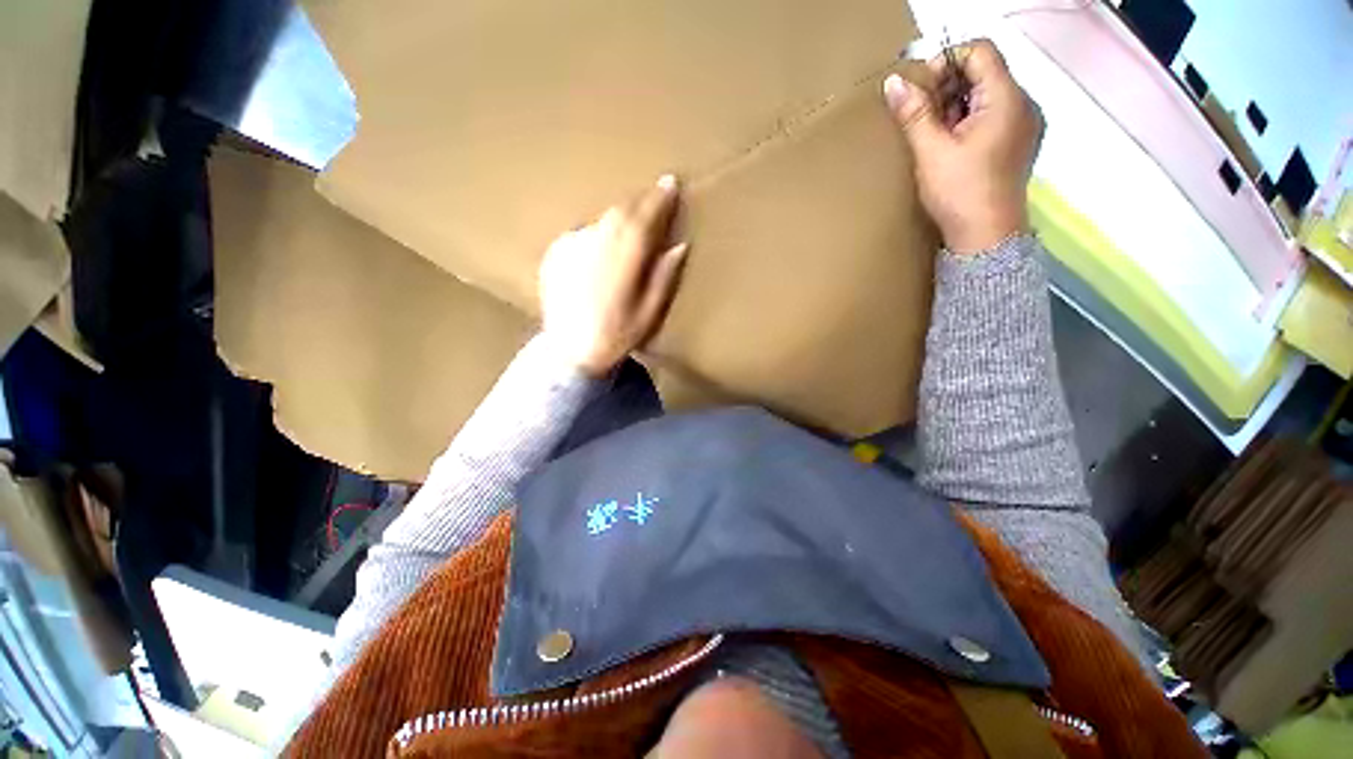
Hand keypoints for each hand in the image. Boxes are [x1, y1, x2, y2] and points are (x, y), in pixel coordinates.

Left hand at [538, 175, 688, 376]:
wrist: (569, 351)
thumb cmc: (616, 335)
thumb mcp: (649, 312)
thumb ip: (664, 276)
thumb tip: (679, 245)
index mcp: (623, 258)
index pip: (645, 217)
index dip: (660, 199)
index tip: (671, 183)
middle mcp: (597, 243)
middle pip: (622, 210)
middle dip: (641, 202)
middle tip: (655, 197)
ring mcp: (572, 245)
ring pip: (603, 219)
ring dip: (620, 216)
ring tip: (631, 220)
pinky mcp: (556, 252)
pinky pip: (584, 231)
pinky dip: (598, 232)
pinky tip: (603, 245)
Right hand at [882, 39, 1041, 253]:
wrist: (986, 237)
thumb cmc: (960, 192)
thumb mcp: (931, 152)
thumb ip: (914, 114)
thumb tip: (893, 81)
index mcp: (1007, 98)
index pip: (980, 51)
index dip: (947, 60)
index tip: (921, 89)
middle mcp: (1024, 103)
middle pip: (984, 72)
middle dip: (949, 85)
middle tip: (922, 116)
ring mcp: (1024, 124)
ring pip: (987, 95)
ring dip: (956, 105)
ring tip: (933, 134)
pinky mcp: (1018, 143)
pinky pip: (993, 116)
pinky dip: (968, 120)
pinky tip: (951, 145)